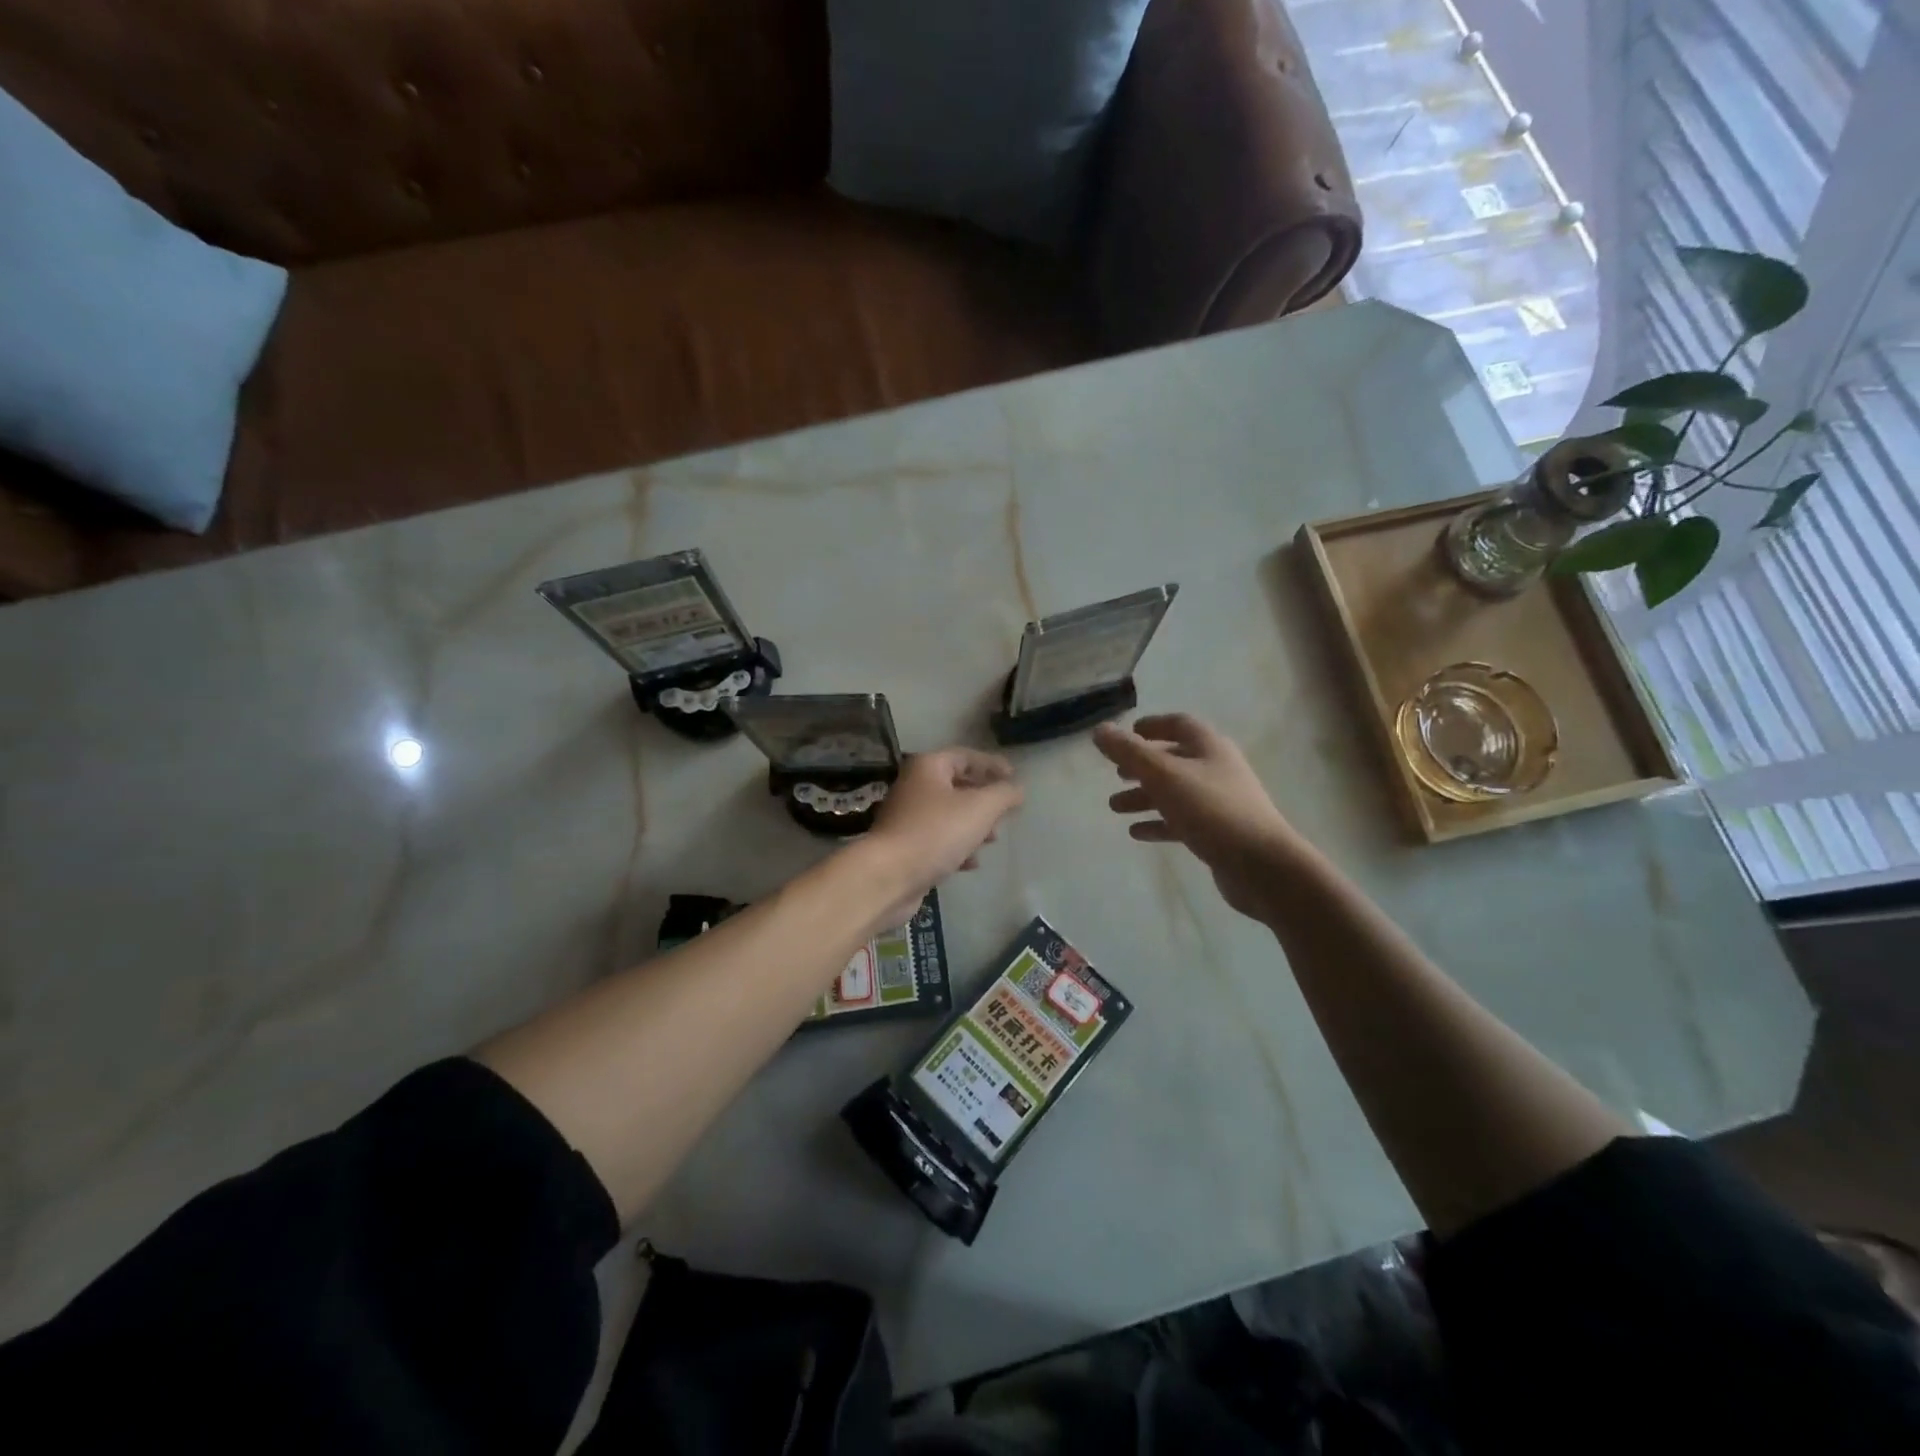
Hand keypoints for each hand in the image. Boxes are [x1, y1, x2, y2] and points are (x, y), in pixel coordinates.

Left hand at [857, 748, 1023, 930]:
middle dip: (984, 800)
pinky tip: (970, 863)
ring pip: (948, 815)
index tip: (1015, 778)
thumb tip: (1018, 789)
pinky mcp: (904, 847)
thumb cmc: (936, 832)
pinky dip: (957, 847)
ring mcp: (906, 818)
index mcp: (928, 767)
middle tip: (1004, 814)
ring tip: (991, 840)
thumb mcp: (980, 808)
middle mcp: (913, 787)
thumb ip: (1004, 795)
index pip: (965, 756)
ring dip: (973, 826)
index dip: (992, 764)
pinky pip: (937, 840)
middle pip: (957, 786)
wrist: (889, 876)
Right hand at [1095, 714, 1308, 920]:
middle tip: (1115, 774)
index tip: (1126, 734)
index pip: (1178, 724)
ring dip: (1145, 797)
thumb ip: (1129, 752)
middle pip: (1174, 759)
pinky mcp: (1218, 832)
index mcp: (1208, 747)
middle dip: (1142, 766)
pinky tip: (1136, 833)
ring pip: (1175, 792)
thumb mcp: (1163, 776)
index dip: (1152, 725)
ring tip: (1114, 807)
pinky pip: (1182, 821)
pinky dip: (1158, 823)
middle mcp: (1216, 769)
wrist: (1261, 865)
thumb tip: (1100, 730)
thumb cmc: (1211, 810)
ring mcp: (1220, 802)